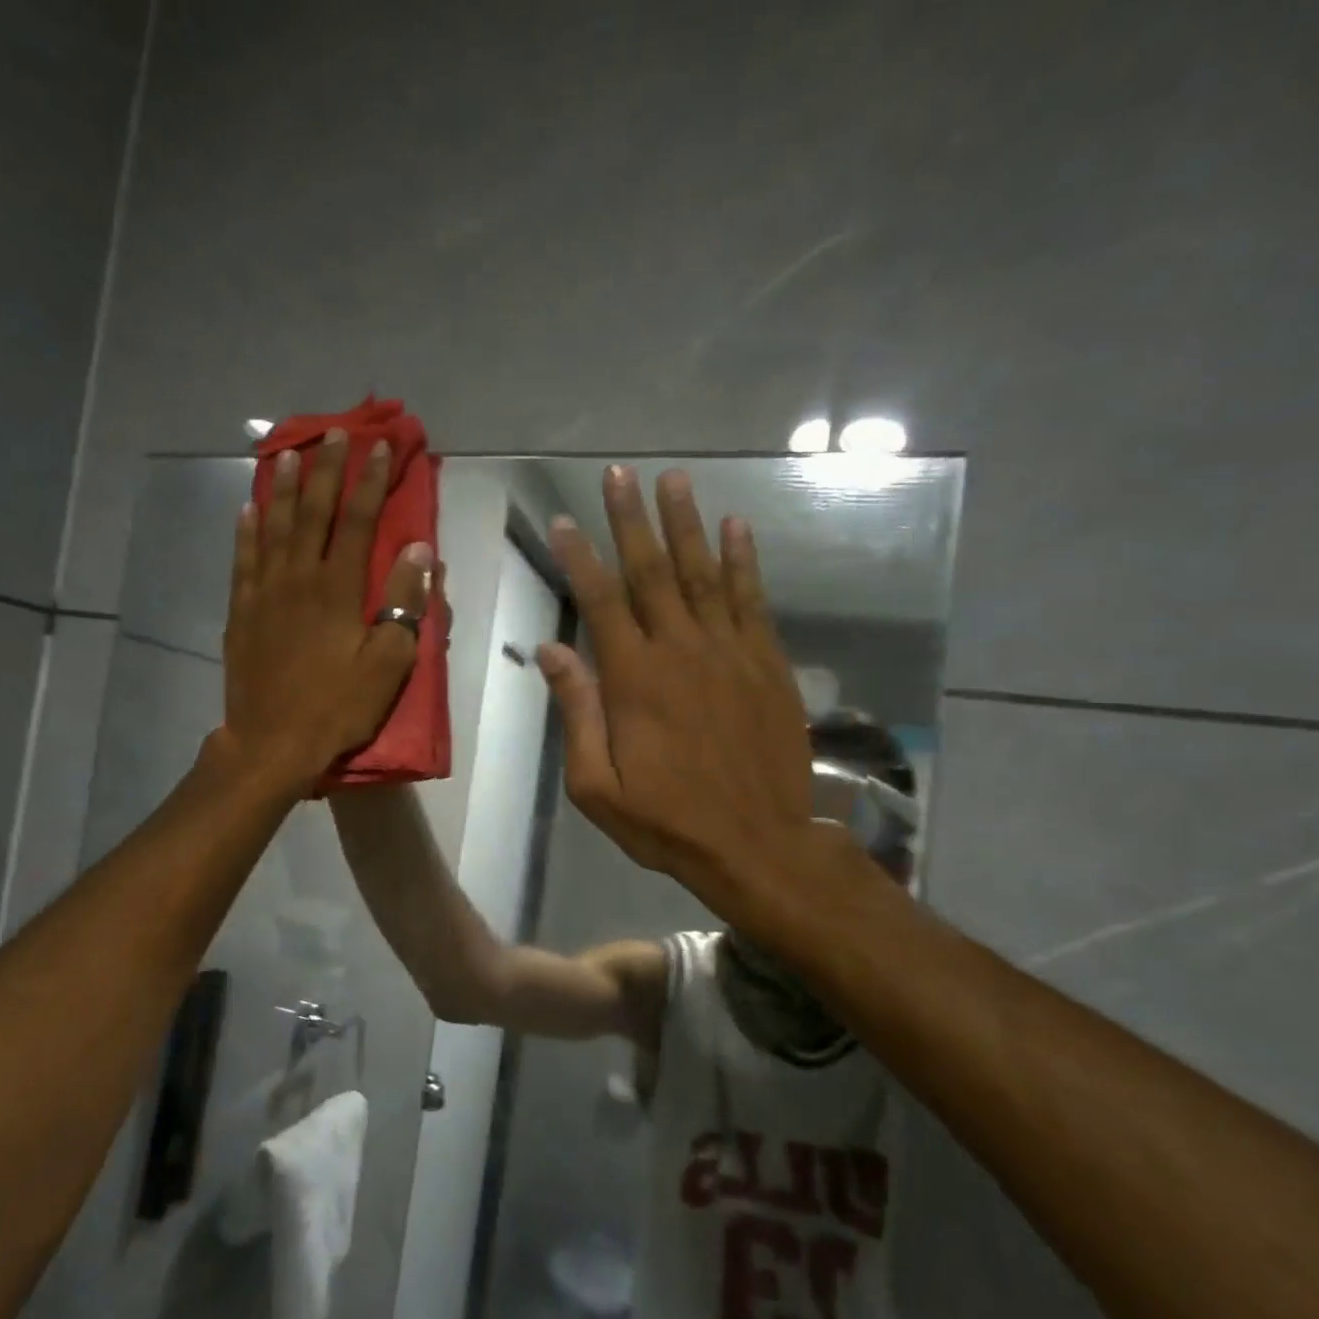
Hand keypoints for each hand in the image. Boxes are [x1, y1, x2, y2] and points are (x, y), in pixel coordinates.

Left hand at [217, 431, 430, 795]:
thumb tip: (419, 551)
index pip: (357, 522)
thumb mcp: (387, 663)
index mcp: (337, 589)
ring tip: (287, 453)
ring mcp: (263, 593)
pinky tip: (248, 508)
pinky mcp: (241, 612)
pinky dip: (247, 530)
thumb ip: (404, 604)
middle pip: (313, 512)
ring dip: (283, 487)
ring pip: (274, 526)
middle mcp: (297, 578)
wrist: (272, 743)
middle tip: (334, 433)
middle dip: (326, 470)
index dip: (370, 482)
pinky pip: (243, 559)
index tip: (380, 448)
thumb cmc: (338, 707)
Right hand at [537, 466, 828, 923]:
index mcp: (634, 679)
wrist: (759, 845)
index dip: (581, 556)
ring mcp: (731, 652)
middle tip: (619, 473)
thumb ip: (577, 712)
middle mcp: (682, 650)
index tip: (566, 520)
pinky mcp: (768, 664)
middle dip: (632, 519)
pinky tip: (736, 526)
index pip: (601, 600)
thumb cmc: (667, 822)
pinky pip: (753, 600)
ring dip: (686, 524)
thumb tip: (550, 649)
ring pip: (704, 573)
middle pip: (652, 571)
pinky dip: (744, 560)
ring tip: (674, 480)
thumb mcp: (598, 785)